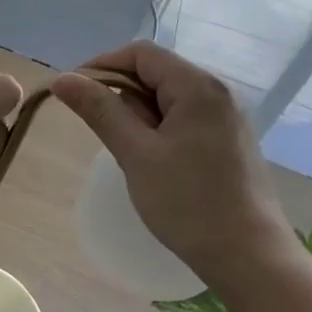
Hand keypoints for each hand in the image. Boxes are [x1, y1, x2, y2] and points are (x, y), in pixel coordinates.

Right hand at [51, 41, 294, 283]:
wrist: (249, 258)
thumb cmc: (188, 203)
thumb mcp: (135, 154)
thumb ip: (99, 110)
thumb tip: (62, 78)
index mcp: (197, 86)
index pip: (141, 53)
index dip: (103, 66)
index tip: (76, 96)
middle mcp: (217, 91)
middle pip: (156, 72)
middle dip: (123, 96)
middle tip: (108, 136)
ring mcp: (226, 116)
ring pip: (168, 98)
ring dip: (141, 117)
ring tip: (132, 155)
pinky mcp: (229, 139)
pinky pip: (184, 118)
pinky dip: (160, 130)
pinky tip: (155, 162)